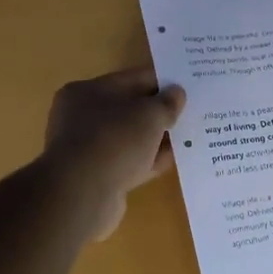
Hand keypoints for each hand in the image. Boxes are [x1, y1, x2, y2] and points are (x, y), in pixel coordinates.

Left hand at [41, 67, 186, 238]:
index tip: (187, 86)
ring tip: (188, 136)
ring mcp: (88, 149)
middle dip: (158, 111)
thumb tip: (177, 94)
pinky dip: (148, 160)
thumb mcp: (149, 114)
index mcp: (86, 91)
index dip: (161, 81)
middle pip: (129, 109)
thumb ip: (167, 103)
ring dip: (156, 138)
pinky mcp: (96, 177)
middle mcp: (81, 117)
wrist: (82, 194)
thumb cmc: (114, 140)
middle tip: (191, 112)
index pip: (131, 79)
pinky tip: (173, 160)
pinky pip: (129, 162)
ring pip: (130, 138)